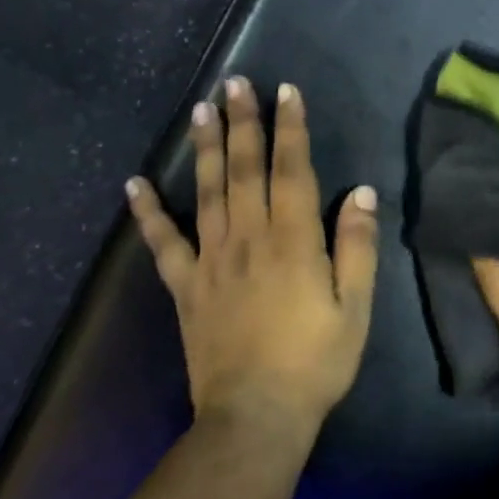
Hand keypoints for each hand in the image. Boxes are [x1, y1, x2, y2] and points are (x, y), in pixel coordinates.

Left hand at [127, 77, 378, 434]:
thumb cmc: (316, 361)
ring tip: (201, 110)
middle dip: (243, 123)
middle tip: (236, 83)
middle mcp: (250, 238)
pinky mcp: (186, 287)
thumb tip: (362, 193)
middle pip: (244, 169)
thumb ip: (357, 247)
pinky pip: (164, 243)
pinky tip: (135, 184)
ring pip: (207, 192)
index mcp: (294, 241)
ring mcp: (211, 261)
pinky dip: (148, 212)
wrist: (256, 415)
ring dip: (204, 148)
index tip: (285, 91)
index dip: (290, 129)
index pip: (292, 170)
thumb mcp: (355, 307)